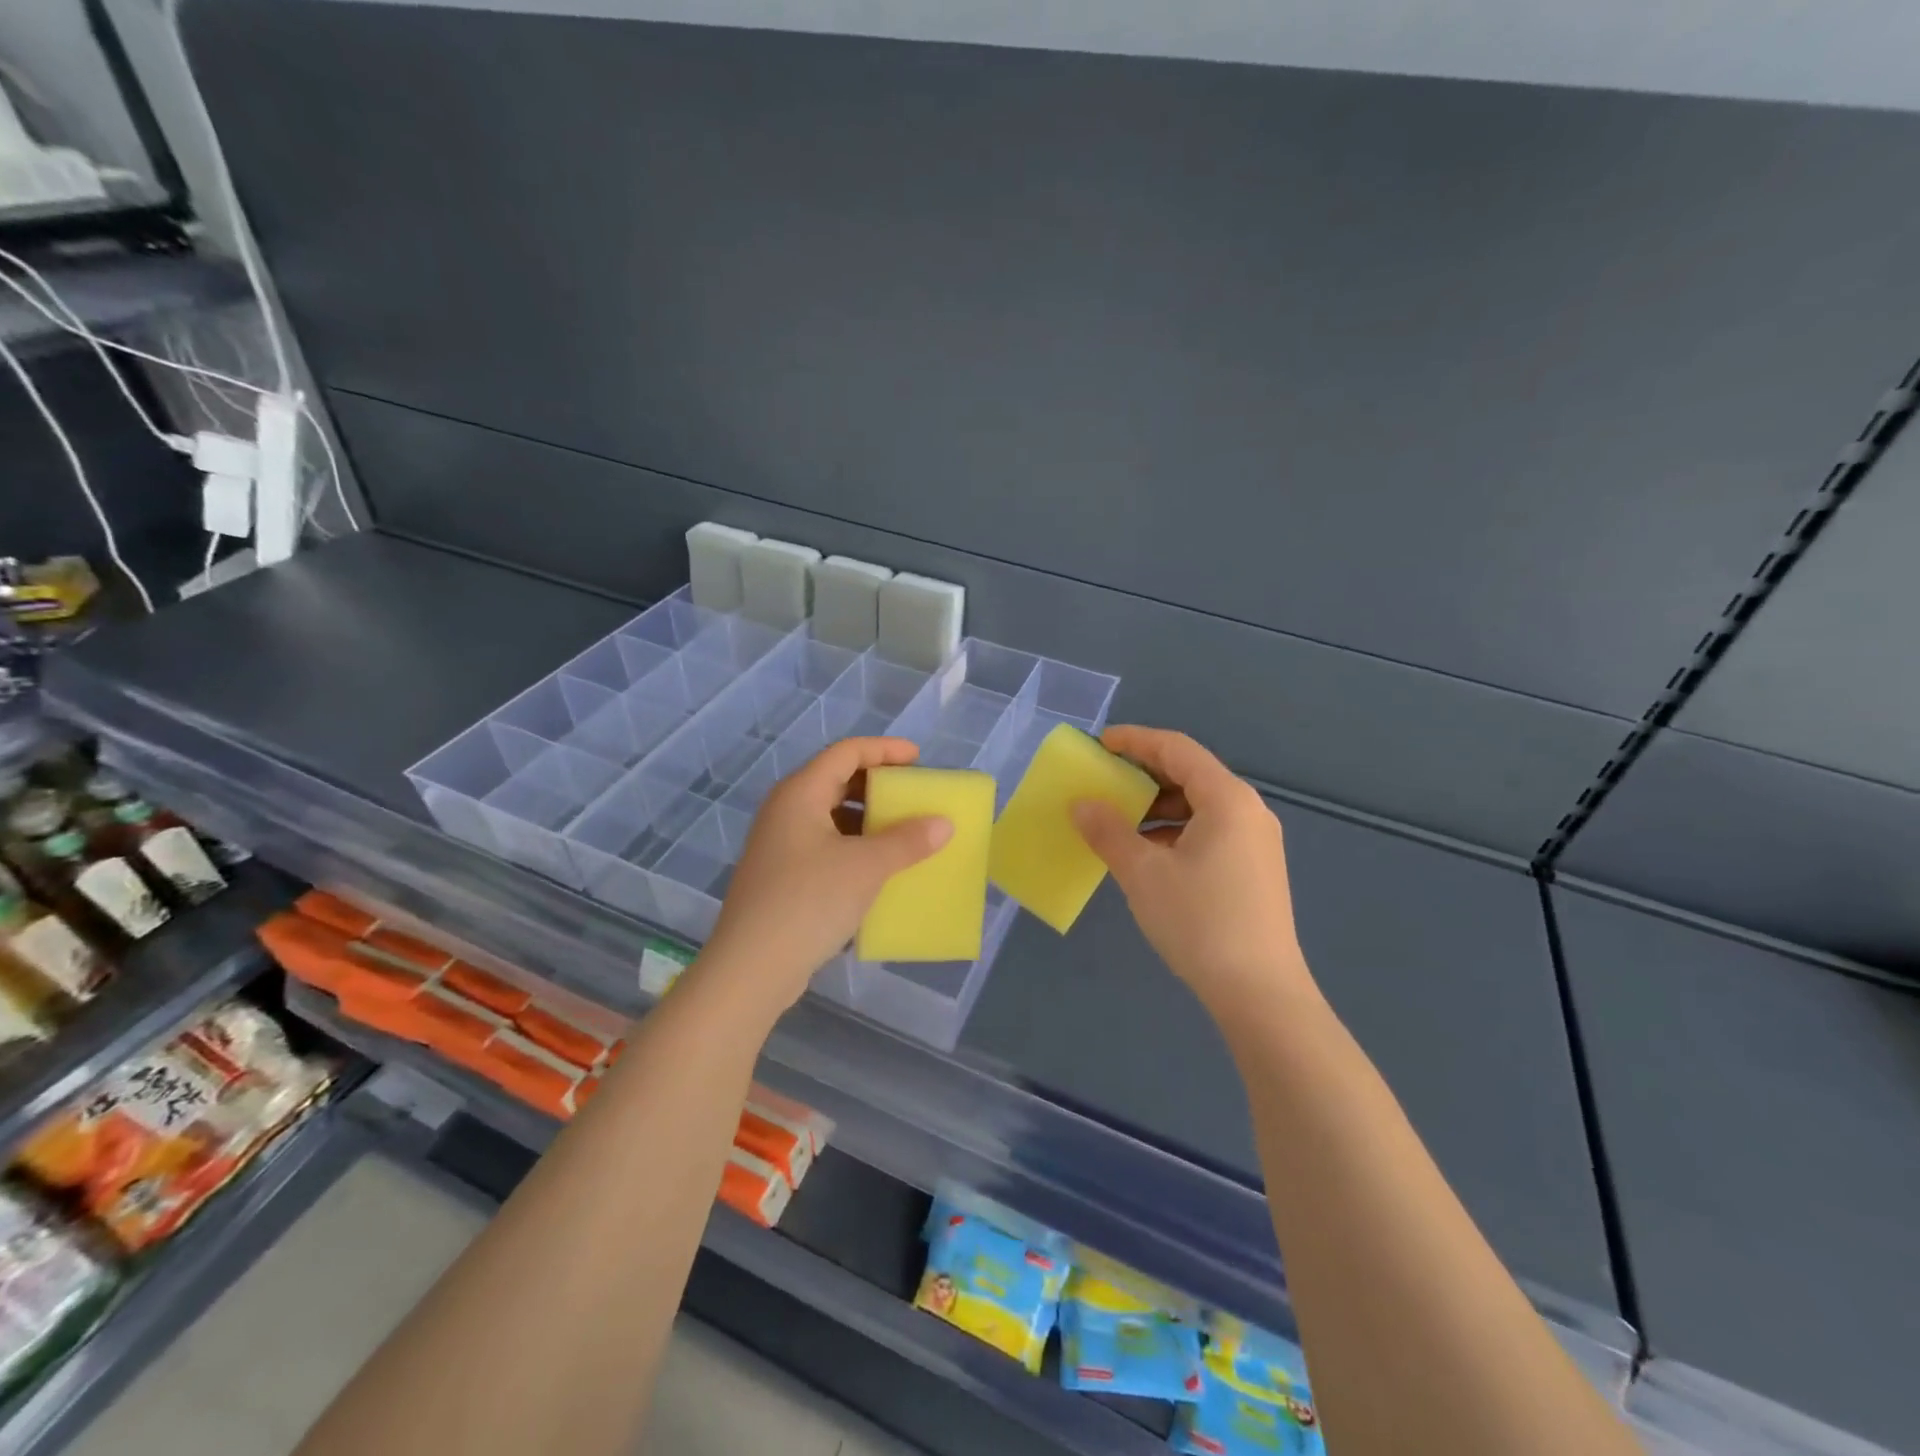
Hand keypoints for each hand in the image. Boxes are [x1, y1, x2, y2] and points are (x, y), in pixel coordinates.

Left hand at [698, 738, 952, 1015]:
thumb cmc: (809, 901)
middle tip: (914, 796)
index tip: (919, 759)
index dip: (884, 750)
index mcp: (800, 793)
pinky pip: (825, 845)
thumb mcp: (867, 867)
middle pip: (836, 780)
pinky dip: (854, 846)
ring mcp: (780, 844)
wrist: (752, 968)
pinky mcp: (781, 876)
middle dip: (878, 785)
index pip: (846, 752)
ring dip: (868, 819)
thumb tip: (943, 823)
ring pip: (831, 816)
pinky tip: (879, 868)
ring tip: (904, 833)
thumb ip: (908, 840)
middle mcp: (785, 810)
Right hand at [1071, 727, 1316, 1014]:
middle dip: (1145, 773)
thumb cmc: (1199, 922)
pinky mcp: (1255, 868)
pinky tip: (1149, 853)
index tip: (1100, 743)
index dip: (1135, 740)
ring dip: (1158, 805)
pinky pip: (1210, 830)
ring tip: (1121, 820)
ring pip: (1200, 805)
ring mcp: (1256, 841)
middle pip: (1191, 774)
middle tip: (1105, 780)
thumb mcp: (1143, 873)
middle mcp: (1248, 810)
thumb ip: (1108, 831)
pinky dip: (1175, 830)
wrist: (1260, 993)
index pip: (1177, 749)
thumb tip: (1081, 804)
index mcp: (1227, 799)